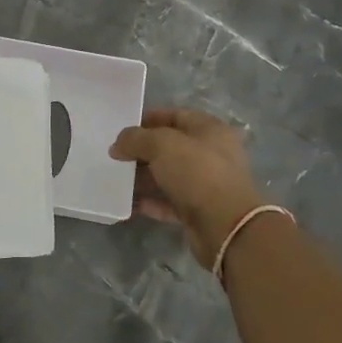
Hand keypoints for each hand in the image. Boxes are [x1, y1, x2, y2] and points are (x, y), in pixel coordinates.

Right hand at [110, 109, 265, 268]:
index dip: (149, 119)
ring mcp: (206, 184)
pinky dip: (150, 201)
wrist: (225, 226)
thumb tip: (117, 146)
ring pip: (168, 175)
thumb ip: (135, 139)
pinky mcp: (199, 211)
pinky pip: (169, 201)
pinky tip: (128, 202)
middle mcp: (211, 154)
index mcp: (210, 130)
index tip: (123, 128)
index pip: (176, 116)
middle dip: (143, 150)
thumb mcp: (161, 145)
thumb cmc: (197, 173)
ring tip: (116, 179)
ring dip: (143, 177)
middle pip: (170, 147)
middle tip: (116, 155)